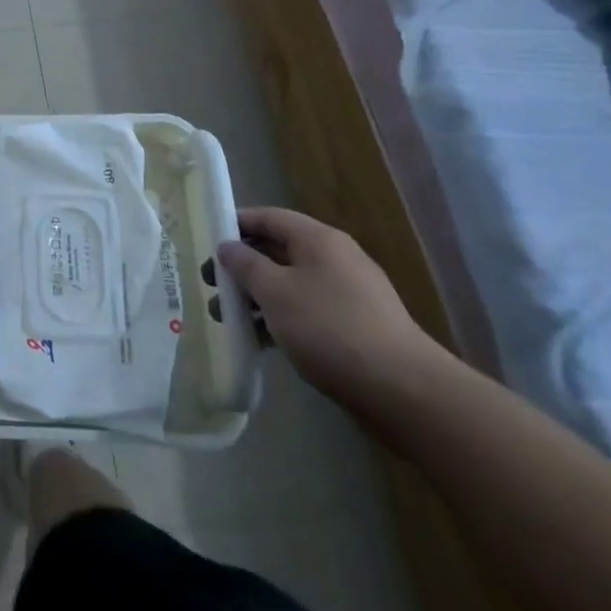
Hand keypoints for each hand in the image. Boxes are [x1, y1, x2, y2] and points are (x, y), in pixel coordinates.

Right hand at [211, 207, 439, 404]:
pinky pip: (307, 312)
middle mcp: (336, 260)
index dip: (236, 223)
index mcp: (319, 240)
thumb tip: (228, 247)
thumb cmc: (330, 328)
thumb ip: (245, 264)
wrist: (404, 392)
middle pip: (279, 251)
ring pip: (291, 285)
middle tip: (212, 284)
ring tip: (228, 318)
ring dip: (258, 298)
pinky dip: (280, 320)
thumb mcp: (275, 292)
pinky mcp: (356, 329)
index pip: (269, 217)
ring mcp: (349, 296)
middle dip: (243, 266)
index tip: (207, 240)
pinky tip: (260, 341)